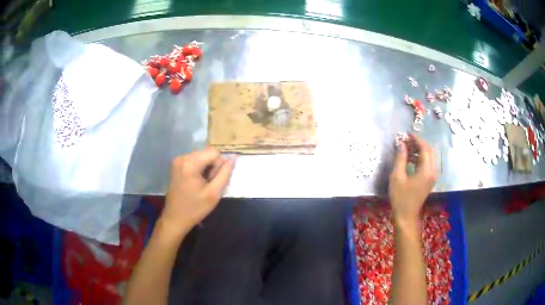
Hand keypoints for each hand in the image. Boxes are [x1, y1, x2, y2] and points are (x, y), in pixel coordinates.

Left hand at [161, 147, 234, 236]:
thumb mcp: (214, 193)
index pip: (214, 152)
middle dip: (212, 166)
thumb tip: (233, 158)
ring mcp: (177, 161)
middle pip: (207, 153)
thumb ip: (225, 174)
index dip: (219, 165)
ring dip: (206, 168)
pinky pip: (194, 160)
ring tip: (202, 184)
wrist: (175, 218)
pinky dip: (199, 169)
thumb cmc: (195, 208)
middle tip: (208, 184)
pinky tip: (196, 182)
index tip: (214, 180)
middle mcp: (182, 157)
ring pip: (201, 156)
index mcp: (190, 163)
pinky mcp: (176, 165)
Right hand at [389, 135, 435, 222]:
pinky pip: (428, 164)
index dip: (416, 139)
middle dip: (419, 143)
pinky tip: (411, 158)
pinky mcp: (429, 180)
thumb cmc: (400, 197)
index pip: (425, 148)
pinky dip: (420, 158)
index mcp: (426, 170)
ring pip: (429, 157)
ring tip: (407, 148)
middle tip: (407, 140)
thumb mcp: (397, 177)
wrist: (406, 216)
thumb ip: (400, 158)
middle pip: (430, 151)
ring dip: (420, 150)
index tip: (407, 135)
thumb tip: (401, 143)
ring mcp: (432, 176)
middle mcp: (432, 171)